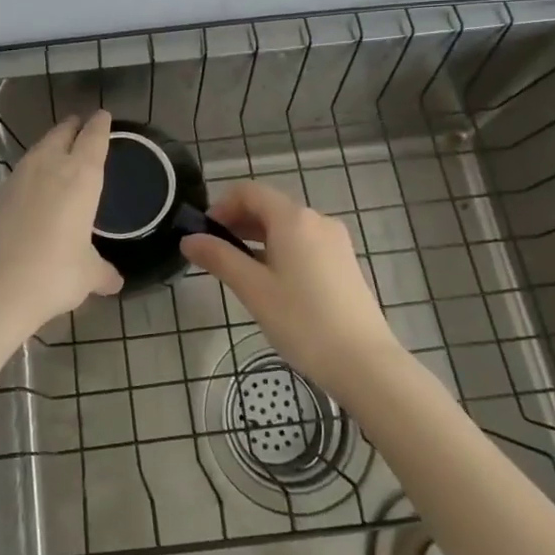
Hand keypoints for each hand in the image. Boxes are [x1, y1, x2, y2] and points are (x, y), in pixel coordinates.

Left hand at [0, 111, 122, 338]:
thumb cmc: (53, 274)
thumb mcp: (87, 275)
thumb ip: (102, 272)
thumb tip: (115, 282)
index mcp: (81, 177)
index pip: (94, 139)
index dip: (100, 125)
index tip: (103, 115)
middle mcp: (49, 167)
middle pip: (62, 133)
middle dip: (73, 126)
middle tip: (81, 124)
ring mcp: (18, 179)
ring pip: (38, 149)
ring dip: (50, 144)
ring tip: (59, 149)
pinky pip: (21, 172)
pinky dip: (32, 170)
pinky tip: (34, 186)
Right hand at [180, 180, 401, 397]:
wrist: (365, 363)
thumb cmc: (303, 321)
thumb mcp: (253, 289)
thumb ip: (219, 258)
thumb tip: (189, 239)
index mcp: (293, 219)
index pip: (249, 192)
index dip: (221, 205)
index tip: (203, 233)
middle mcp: (317, 220)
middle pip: (268, 206)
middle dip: (237, 222)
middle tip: (213, 252)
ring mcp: (335, 241)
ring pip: (286, 226)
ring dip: (257, 237)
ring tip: (238, 269)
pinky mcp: (344, 262)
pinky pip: (303, 242)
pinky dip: (279, 249)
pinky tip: (270, 280)